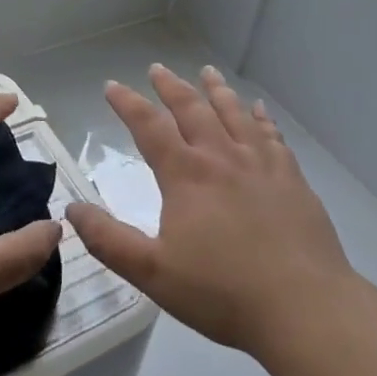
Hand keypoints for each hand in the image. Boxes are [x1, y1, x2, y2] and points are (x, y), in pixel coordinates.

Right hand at [67, 64, 355, 363]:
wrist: (304, 307)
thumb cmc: (222, 292)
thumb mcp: (153, 273)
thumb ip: (109, 240)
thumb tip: (72, 208)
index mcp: (186, 175)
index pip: (149, 127)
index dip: (128, 103)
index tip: (113, 85)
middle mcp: (222, 157)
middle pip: (192, 109)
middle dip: (171, 87)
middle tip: (158, 68)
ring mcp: (261, 164)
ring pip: (234, 114)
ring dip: (216, 90)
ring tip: (207, 71)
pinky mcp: (291, 178)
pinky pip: (272, 135)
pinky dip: (261, 118)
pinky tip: (259, 110)